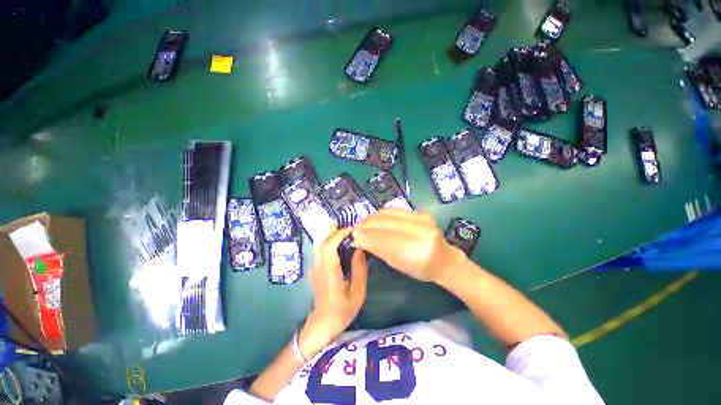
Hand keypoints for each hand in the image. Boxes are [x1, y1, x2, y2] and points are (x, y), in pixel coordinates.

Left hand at [299, 227, 367, 358]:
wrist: (322, 325)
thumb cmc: (342, 311)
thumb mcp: (357, 293)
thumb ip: (359, 270)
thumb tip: (359, 249)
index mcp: (329, 271)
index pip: (329, 246)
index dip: (339, 234)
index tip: (352, 230)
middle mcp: (319, 266)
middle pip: (321, 241)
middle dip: (332, 231)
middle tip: (347, 227)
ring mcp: (315, 268)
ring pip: (319, 245)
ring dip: (330, 235)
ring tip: (344, 233)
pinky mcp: (315, 270)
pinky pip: (320, 251)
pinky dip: (328, 243)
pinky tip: (338, 245)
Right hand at [353, 209, 465, 282]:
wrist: (443, 258)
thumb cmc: (420, 269)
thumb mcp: (398, 265)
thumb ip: (379, 250)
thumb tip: (359, 239)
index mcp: (418, 252)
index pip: (385, 241)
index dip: (367, 237)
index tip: (353, 237)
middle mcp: (421, 232)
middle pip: (386, 225)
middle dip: (367, 225)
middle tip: (355, 228)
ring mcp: (423, 219)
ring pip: (389, 214)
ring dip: (372, 218)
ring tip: (363, 223)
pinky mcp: (421, 213)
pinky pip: (395, 210)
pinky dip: (381, 214)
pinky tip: (374, 218)